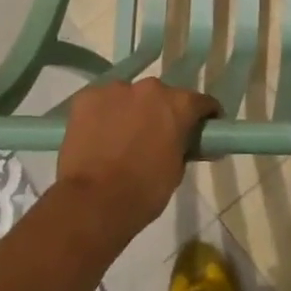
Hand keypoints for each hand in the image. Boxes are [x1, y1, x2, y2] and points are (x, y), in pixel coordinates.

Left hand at [56, 79, 219, 238]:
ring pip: (129, 97)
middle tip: (157, 136)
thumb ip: (184, 147)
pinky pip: (102, 102)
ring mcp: (115, 90)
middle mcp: (150, 88)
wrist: (94, 202)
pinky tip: (100, 135)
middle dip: (162, 112)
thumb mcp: (177, 170)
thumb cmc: (144, 190)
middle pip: (162, 96)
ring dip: (131, 111)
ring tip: (123, 137)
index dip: (205, 116)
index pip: (201, 102)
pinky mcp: (86, 98)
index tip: (203, 128)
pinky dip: (104, 114)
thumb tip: (189, 144)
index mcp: (179, 104)